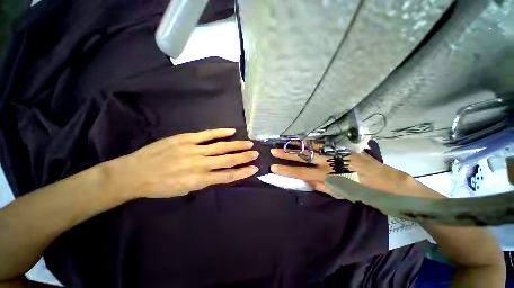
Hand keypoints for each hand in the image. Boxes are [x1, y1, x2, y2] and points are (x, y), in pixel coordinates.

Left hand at [115, 128, 258, 198]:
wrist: (134, 173)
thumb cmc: (160, 186)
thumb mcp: (185, 190)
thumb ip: (205, 181)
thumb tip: (220, 174)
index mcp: (200, 180)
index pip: (228, 176)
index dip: (243, 172)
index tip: (254, 168)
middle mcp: (200, 164)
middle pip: (228, 160)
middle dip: (244, 157)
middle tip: (256, 153)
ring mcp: (194, 149)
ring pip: (221, 147)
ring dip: (237, 145)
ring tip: (249, 143)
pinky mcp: (186, 139)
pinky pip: (207, 134)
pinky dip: (220, 132)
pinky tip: (231, 131)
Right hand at [270, 149, 407, 194]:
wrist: (384, 180)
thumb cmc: (361, 192)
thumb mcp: (339, 193)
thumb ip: (321, 186)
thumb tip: (307, 179)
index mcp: (326, 175)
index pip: (300, 172)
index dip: (285, 170)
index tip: (273, 166)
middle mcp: (328, 161)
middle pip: (302, 156)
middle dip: (286, 154)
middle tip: (273, 150)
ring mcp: (334, 152)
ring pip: (311, 146)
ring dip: (296, 145)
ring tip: (284, 143)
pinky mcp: (342, 147)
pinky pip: (322, 144)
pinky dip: (310, 142)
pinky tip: (303, 141)